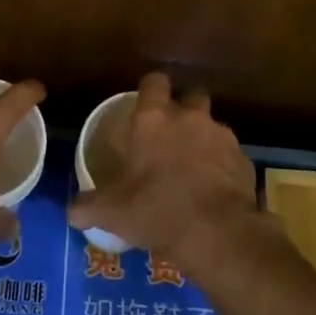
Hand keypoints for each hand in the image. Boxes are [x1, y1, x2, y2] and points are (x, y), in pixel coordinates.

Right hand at [66, 72, 259, 269]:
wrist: (217, 232)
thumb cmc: (156, 209)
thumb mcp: (111, 212)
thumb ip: (87, 207)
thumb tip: (70, 212)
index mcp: (153, 119)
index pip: (154, 82)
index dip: (150, 89)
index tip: (145, 103)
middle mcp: (190, 118)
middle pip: (191, 95)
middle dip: (184, 107)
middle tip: (172, 132)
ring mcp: (222, 137)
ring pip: (213, 126)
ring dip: (204, 139)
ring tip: (194, 166)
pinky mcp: (245, 161)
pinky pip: (231, 156)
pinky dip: (224, 167)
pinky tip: (215, 189)